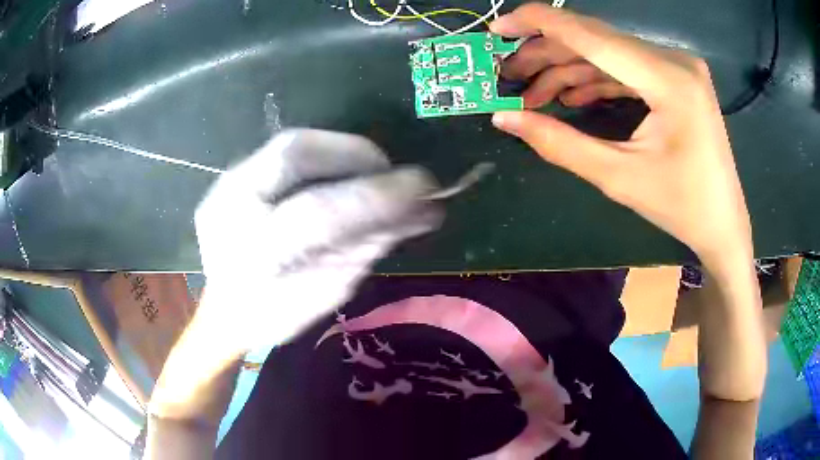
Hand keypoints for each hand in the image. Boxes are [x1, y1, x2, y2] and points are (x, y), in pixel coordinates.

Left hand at [194, 129, 441, 350]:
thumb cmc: (273, 316)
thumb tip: (413, 213)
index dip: (377, 196)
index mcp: (253, 255)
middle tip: (390, 172)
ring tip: (372, 172)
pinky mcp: (229, 177)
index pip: (319, 212)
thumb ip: (363, 251)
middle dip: (355, 153)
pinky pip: (284, 153)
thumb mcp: (324, 295)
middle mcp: (231, 207)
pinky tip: (340, 175)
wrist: (218, 312)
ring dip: (341, 151)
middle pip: (295, 152)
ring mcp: (224, 185)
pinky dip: (322, 157)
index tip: (426, 189)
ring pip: (290, 144)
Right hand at [490, 4, 752, 268]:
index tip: (498, 28)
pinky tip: (570, 96)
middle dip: (547, 54)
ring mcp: (677, 66)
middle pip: (595, 39)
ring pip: (607, 52)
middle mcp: (674, 59)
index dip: (539, 24)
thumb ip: (559, 143)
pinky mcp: (675, 77)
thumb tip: (504, 119)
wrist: (722, 223)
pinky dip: (594, 78)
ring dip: (567, 68)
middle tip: (510, 76)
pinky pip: (625, 67)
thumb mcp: (619, 178)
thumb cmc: (681, 207)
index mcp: (668, 80)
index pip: (591, 34)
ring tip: (533, 94)